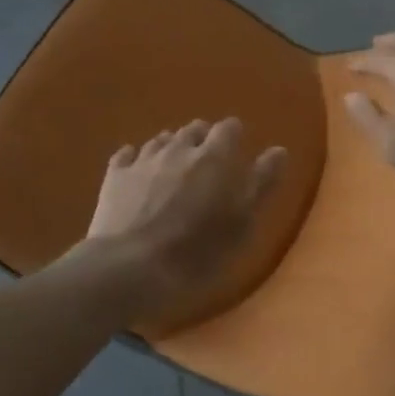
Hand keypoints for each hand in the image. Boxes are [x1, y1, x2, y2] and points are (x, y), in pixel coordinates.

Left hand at [78, 118, 286, 332]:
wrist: (130, 267)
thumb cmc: (197, 250)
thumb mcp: (242, 222)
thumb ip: (262, 183)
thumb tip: (279, 149)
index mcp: (214, 156)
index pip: (229, 128)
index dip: (234, 137)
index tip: (237, 152)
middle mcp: (179, 147)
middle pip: (194, 129)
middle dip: (202, 140)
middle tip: (207, 165)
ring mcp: (144, 159)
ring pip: (162, 140)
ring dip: (171, 148)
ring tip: (174, 170)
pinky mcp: (115, 175)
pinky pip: (128, 155)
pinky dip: (136, 159)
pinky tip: (137, 171)